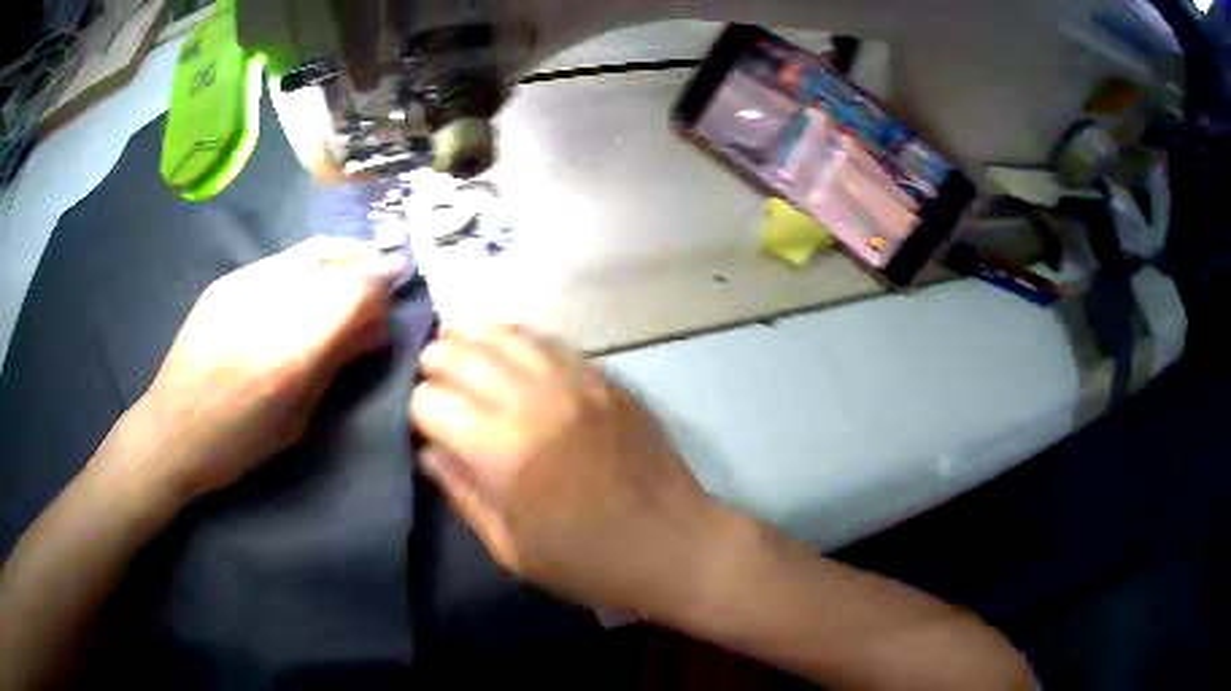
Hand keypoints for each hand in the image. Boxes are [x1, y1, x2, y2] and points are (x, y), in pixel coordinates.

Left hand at [124, 237, 404, 501]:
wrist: (170, 431)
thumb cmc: (237, 446)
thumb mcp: (297, 420)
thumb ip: (336, 365)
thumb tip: (374, 328)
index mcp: (287, 355)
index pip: (350, 293)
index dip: (382, 280)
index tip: (400, 279)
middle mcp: (266, 307)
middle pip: (333, 263)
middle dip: (364, 267)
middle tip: (379, 283)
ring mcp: (240, 287)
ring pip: (308, 253)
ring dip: (339, 259)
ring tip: (351, 275)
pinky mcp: (224, 282)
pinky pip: (281, 263)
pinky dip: (308, 267)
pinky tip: (310, 286)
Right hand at [410, 324, 721, 613]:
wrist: (671, 543)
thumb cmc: (586, 561)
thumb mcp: (510, 547)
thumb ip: (463, 493)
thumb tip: (428, 452)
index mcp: (500, 451)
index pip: (432, 403)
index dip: (418, 411)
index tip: (422, 424)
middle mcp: (531, 402)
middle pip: (464, 357)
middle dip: (437, 362)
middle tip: (430, 372)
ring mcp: (573, 383)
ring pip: (507, 337)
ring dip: (473, 335)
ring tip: (455, 336)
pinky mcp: (605, 380)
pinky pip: (552, 343)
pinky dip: (520, 337)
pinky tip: (508, 340)